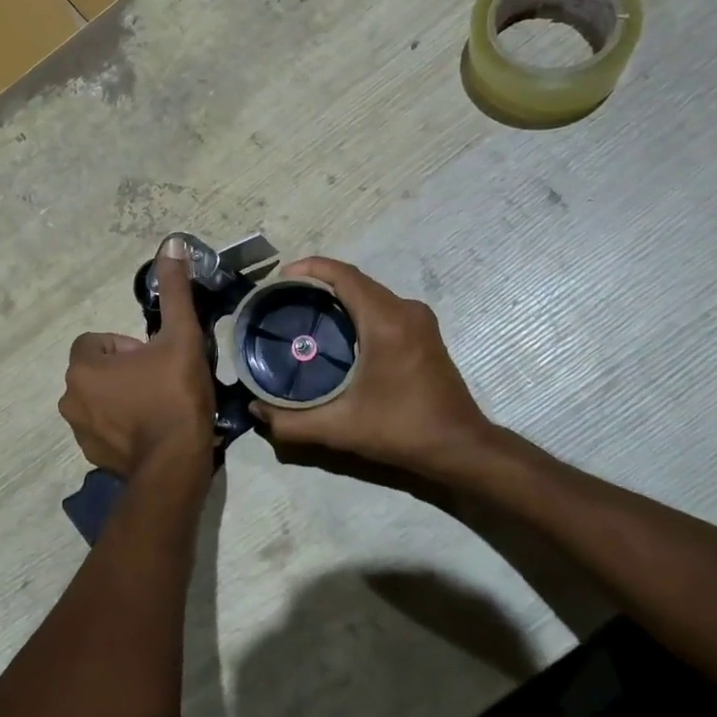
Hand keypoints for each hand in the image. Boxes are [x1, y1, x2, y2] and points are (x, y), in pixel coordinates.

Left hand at [59, 238, 215, 480]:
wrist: (176, 464)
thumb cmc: (174, 394)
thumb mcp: (179, 336)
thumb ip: (173, 290)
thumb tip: (172, 242)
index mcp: (82, 366)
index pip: (97, 340)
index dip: (128, 345)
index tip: (155, 359)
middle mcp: (69, 397)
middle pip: (98, 369)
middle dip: (126, 371)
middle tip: (161, 382)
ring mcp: (77, 431)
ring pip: (100, 398)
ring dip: (123, 397)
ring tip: (159, 407)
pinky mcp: (91, 456)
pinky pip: (105, 427)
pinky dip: (123, 425)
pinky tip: (152, 431)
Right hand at [250, 257, 503, 483]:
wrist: (461, 448)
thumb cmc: (402, 430)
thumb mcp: (340, 428)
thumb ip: (292, 421)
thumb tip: (255, 410)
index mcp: (386, 321)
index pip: (344, 275)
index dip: (309, 268)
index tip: (279, 279)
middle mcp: (405, 310)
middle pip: (355, 281)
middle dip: (318, 282)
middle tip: (283, 300)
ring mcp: (419, 320)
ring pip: (370, 293)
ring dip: (338, 296)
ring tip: (303, 313)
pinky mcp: (424, 332)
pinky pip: (383, 306)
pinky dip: (356, 308)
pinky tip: (337, 332)